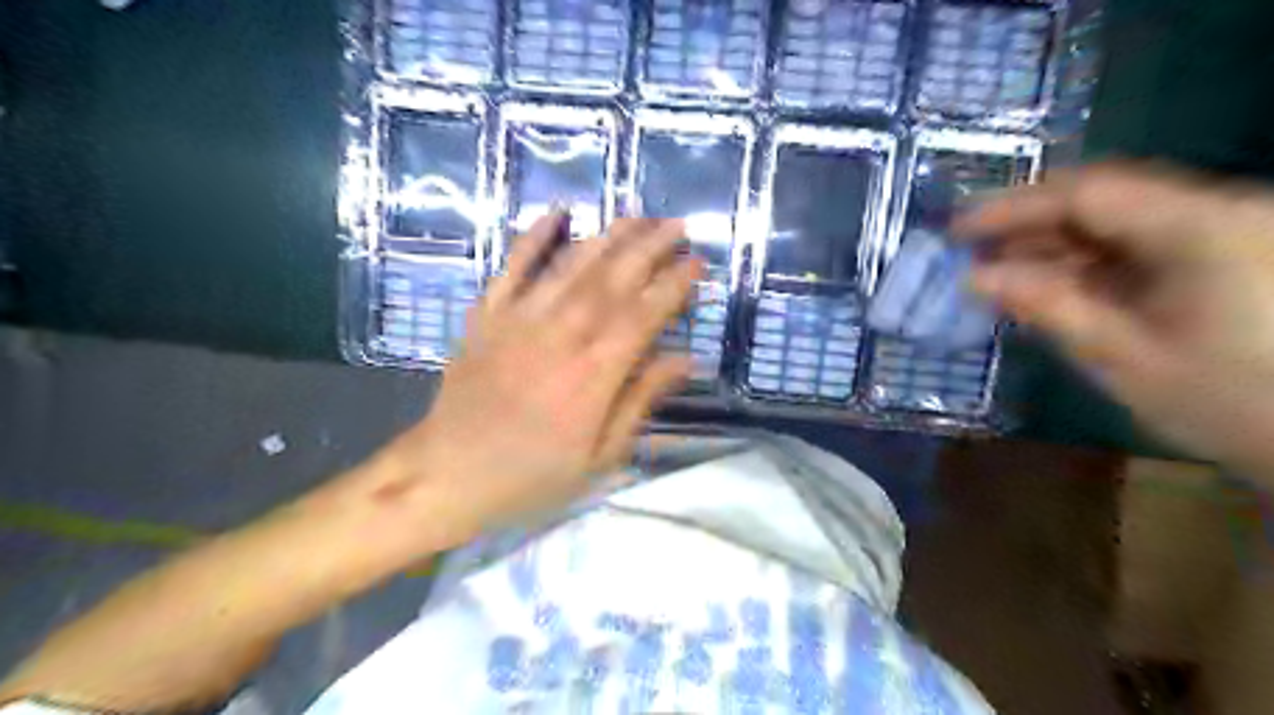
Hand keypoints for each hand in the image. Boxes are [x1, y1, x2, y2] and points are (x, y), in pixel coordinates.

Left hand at [387, 214, 694, 538]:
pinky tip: (557, 212)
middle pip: (613, 279)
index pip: (644, 315)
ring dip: (608, 236)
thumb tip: (685, 359)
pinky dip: (534, 236)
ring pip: (572, 265)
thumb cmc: (532, 475)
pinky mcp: (487, 315)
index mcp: (594, 374)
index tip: (698, 263)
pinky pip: (512, 266)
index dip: (674, 285)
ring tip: (637, 216)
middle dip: (650, 247)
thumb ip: (641, 401)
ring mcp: (519, 320)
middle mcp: (561, 335)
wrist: (447, 474)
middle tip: (677, 225)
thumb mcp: (599, 456)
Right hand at [962, 162, 1273, 470]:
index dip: (1013, 206)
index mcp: (1203, 228)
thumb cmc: (1238, 406)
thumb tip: (974, 278)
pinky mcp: (1230, 256)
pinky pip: (1142, 245)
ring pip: (1120, 223)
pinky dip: (1089, 263)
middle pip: (1104, 200)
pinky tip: (1051, 286)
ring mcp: (1230, 232)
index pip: (1087, 193)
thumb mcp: (1126, 358)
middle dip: (1029, 226)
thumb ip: (1048, 306)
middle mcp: (1221, 211)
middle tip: (969, 254)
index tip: (956, 231)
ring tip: (998, 272)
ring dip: (1054, 245)